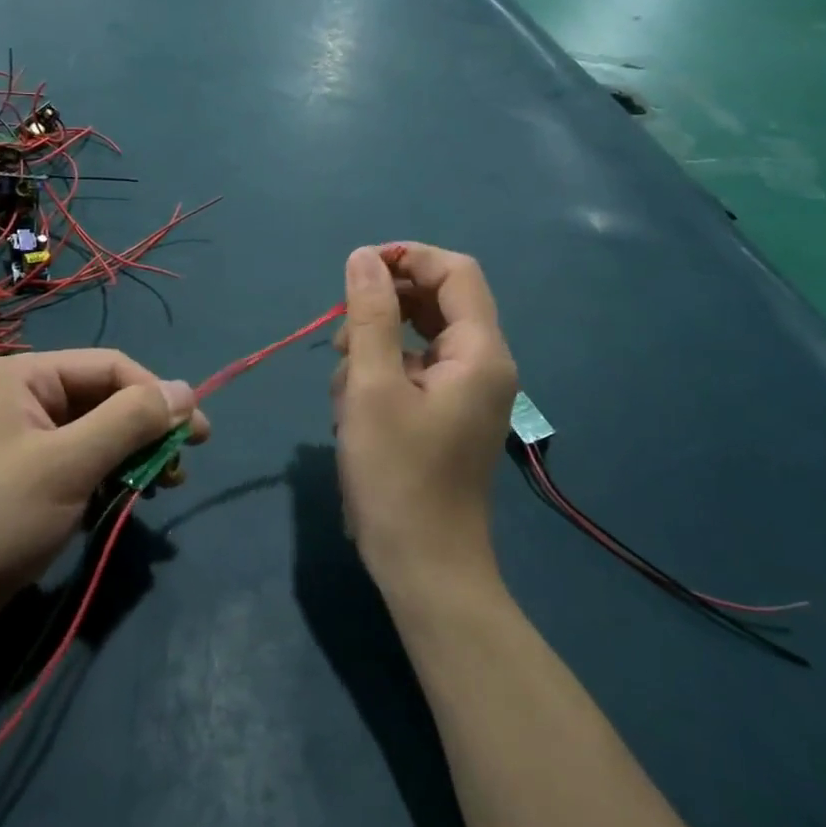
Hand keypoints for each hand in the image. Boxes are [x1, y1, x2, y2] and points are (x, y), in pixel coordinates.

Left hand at [0, 351, 206, 639]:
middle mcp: (29, 394)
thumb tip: (187, 391)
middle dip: (149, 428)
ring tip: (167, 482)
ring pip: (102, 430)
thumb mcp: (69, 464)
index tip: (195, 433)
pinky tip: (133, 495)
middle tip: (187, 459)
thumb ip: (130, 421)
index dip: (156, 395)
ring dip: (137, 453)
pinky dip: (115, 474)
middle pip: (108, 397)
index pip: (111, 366)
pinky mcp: (34, 473)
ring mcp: (30, 436)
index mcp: (28, 374)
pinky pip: (88, 459)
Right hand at [332, 244, 517, 589]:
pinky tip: (353, 409)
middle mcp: (483, 365)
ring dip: (375, 346)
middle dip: (385, 307)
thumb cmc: (397, 476)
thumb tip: (363, 256)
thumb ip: (369, 315)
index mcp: (480, 352)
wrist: (425, 569)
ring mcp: (467, 392)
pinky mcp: (447, 415)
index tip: (358, 272)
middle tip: (342, 335)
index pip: (455, 272)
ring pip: (418, 338)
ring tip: (342, 383)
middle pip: (437, 302)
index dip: (408, 257)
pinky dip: (381, 376)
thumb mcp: (372, 387)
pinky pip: (415, 371)